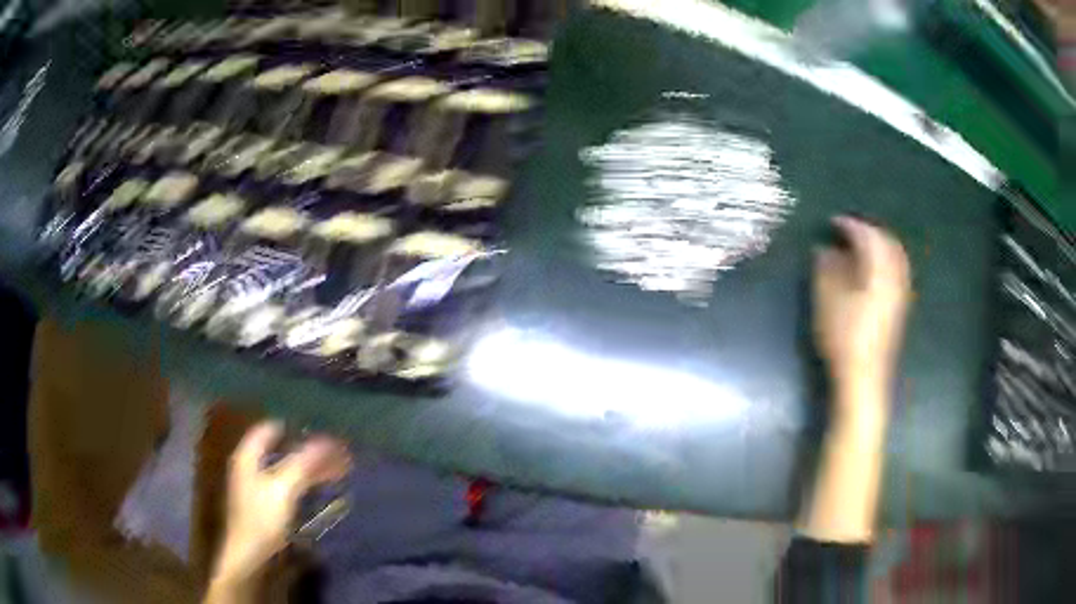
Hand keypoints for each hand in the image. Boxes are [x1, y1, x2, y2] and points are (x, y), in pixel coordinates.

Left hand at [213, 421, 351, 585]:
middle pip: (279, 450)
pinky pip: (287, 486)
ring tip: (334, 471)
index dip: (292, 427)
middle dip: (306, 450)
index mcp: (248, 457)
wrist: (250, 557)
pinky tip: (320, 490)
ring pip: (285, 469)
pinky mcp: (266, 507)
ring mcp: (257, 488)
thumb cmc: (262, 518)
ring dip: (308, 468)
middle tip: (333, 453)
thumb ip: (303, 462)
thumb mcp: (284, 487)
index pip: (269, 429)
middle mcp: (250, 467)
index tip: (317, 429)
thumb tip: (326, 440)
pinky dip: (304, 484)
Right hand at [798, 216, 909, 542]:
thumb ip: (826, 272)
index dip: (851, 226)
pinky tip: (872, 272)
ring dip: (879, 247)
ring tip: (860, 248)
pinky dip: (885, 263)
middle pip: (888, 245)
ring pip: (896, 259)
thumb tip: (825, 249)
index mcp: (878, 275)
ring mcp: (900, 296)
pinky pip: (897, 274)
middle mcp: (894, 281)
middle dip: (869, 232)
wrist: (865, 381)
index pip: (868, 238)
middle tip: (848, 231)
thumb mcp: (828, 304)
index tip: (833, 222)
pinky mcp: (899, 311)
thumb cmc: (844, 342)